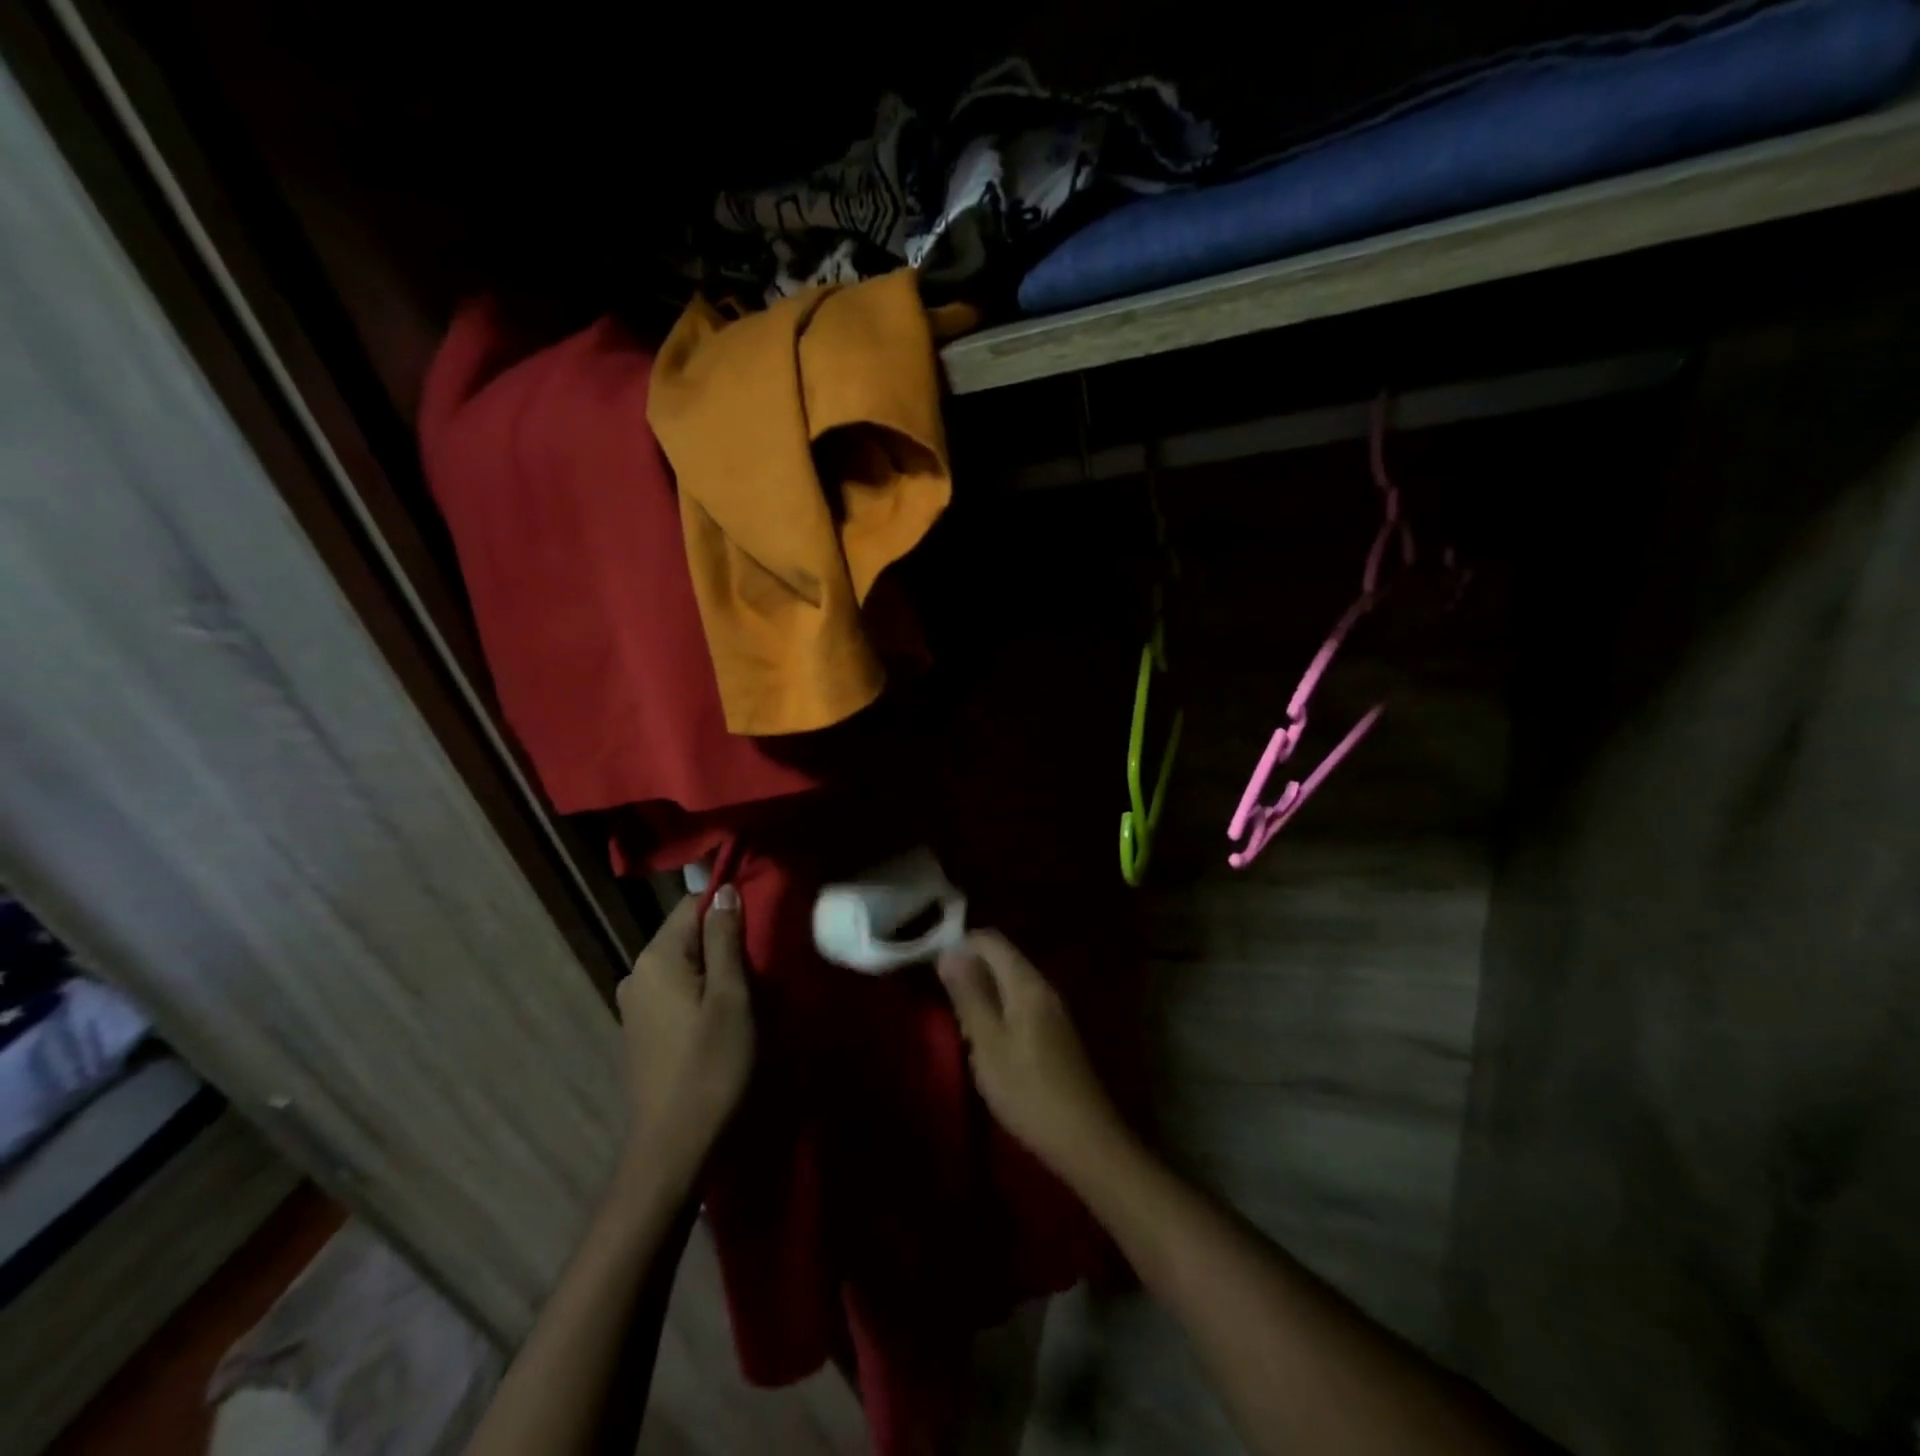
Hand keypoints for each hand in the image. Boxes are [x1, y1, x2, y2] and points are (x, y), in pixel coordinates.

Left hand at [616, 885, 754, 1177]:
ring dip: (712, 970)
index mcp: (656, 957)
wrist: (674, 1145)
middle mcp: (636, 973)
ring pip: (682, 965)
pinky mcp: (639, 1030)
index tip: (760, 929)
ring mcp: (633, 1004)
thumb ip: (725, 939)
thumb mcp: (731, 996)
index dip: (728, 909)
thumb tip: (724, 890)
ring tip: (745, 993)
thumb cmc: (711, 1064)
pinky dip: (697, 993)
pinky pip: (673, 991)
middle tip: (759, 965)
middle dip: (722, 942)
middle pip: (686, 935)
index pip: (693, 905)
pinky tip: (718, 1018)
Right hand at [937, 931, 1126, 1181]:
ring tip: (964, 1031)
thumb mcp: (987, 1042)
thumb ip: (968, 995)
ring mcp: (1053, 1011)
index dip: (960, 945)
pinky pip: (1020, 1007)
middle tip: (947, 1008)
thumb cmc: (1028, 1090)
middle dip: (970, 974)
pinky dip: (998, 1016)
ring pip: (1009, 985)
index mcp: (1027, 983)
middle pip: (1001, 960)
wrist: (1085, 1139)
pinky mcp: (1056, 1034)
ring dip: (982, 998)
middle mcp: (1043, 987)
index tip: (934, 971)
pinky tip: (988, 1047)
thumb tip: (949, 952)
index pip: (990, 940)